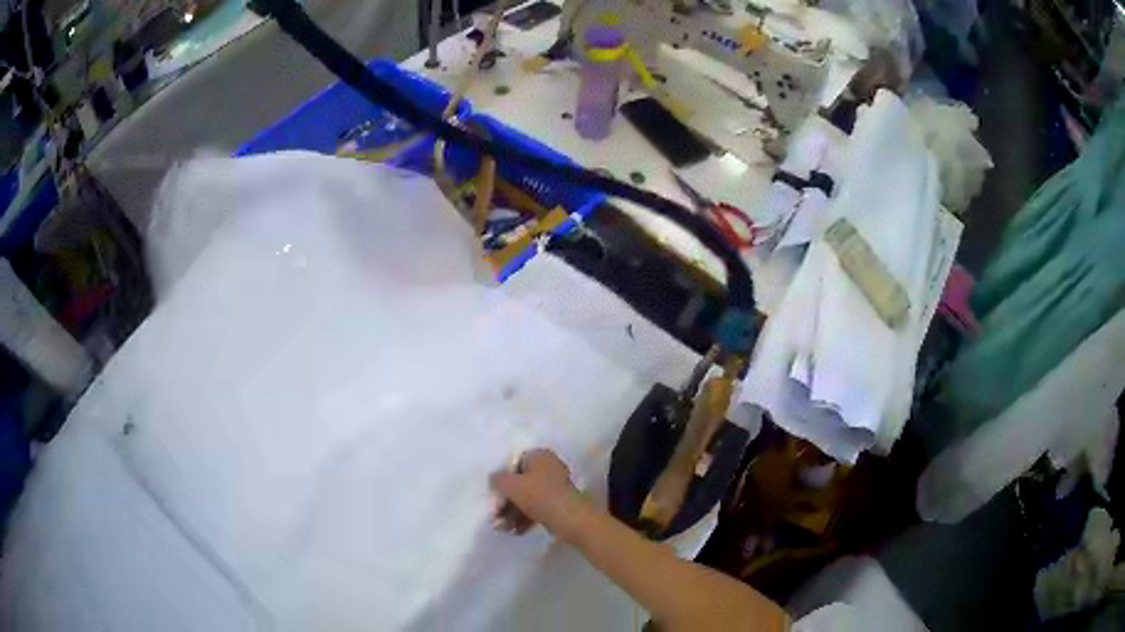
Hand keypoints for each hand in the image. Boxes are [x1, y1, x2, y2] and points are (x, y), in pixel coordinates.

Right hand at [490, 449, 587, 540]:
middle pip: (519, 483)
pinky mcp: (558, 504)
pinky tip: (516, 531)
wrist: (571, 519)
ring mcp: (555, 487)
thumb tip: (494, 480)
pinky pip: (536, 508)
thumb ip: (497, 479)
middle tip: (495, 516)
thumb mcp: (511, 485)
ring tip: (503, 528)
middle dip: (505, 502)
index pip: (513, 463)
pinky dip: (525, 518)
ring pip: (527, 498)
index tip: (494, 495)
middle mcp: (548, 467)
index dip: (502, 479)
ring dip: (512, 513)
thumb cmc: (540, 496)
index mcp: (540, 456)